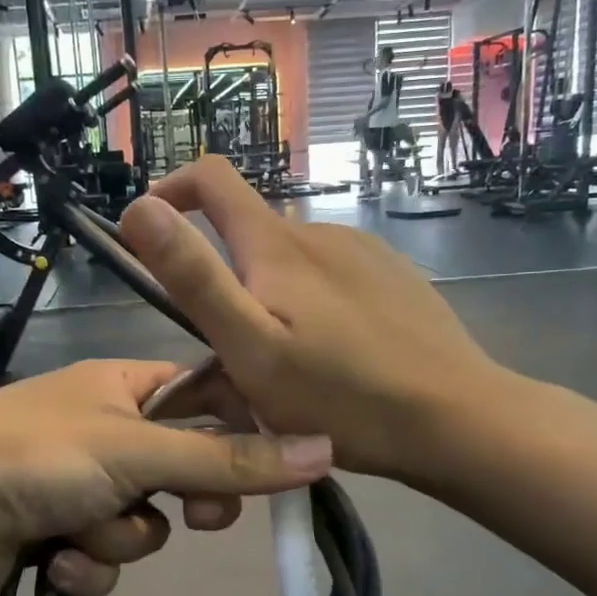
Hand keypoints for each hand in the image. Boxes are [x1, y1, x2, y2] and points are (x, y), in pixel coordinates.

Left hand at [0, 360, 331, 595]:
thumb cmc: (35, 456)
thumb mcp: (138, 451)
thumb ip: (228, 457)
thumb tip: (324, 449)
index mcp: (125, 386)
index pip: (207, 396)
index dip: (240, 431)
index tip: (268, 468)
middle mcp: (107, 429)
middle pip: (181, 467)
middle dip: (183, 499)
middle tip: (193, 513)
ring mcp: (79, 482)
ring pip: (142, 522)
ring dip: (119, 538)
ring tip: (80, 533)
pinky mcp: (53, 531)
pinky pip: (102, 555)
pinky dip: (85, 564)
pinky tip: (54, 564)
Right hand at [118, 156, 500, 482]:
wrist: (457, 419)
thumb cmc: (343, 396)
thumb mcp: (251, 348)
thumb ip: (194, 277)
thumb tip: (139, 205)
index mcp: (276, 245)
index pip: (212, 177)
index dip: (172, 190)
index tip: (150, 235)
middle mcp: (319, 232)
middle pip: (249, 235)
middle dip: (226, 282)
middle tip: (232, 357)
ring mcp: (363, 252)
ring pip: (290, 264)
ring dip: (271, 300)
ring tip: (286, 368)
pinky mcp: (393, 277)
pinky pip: (331, 278)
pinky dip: (312, 306)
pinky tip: (335, 357)